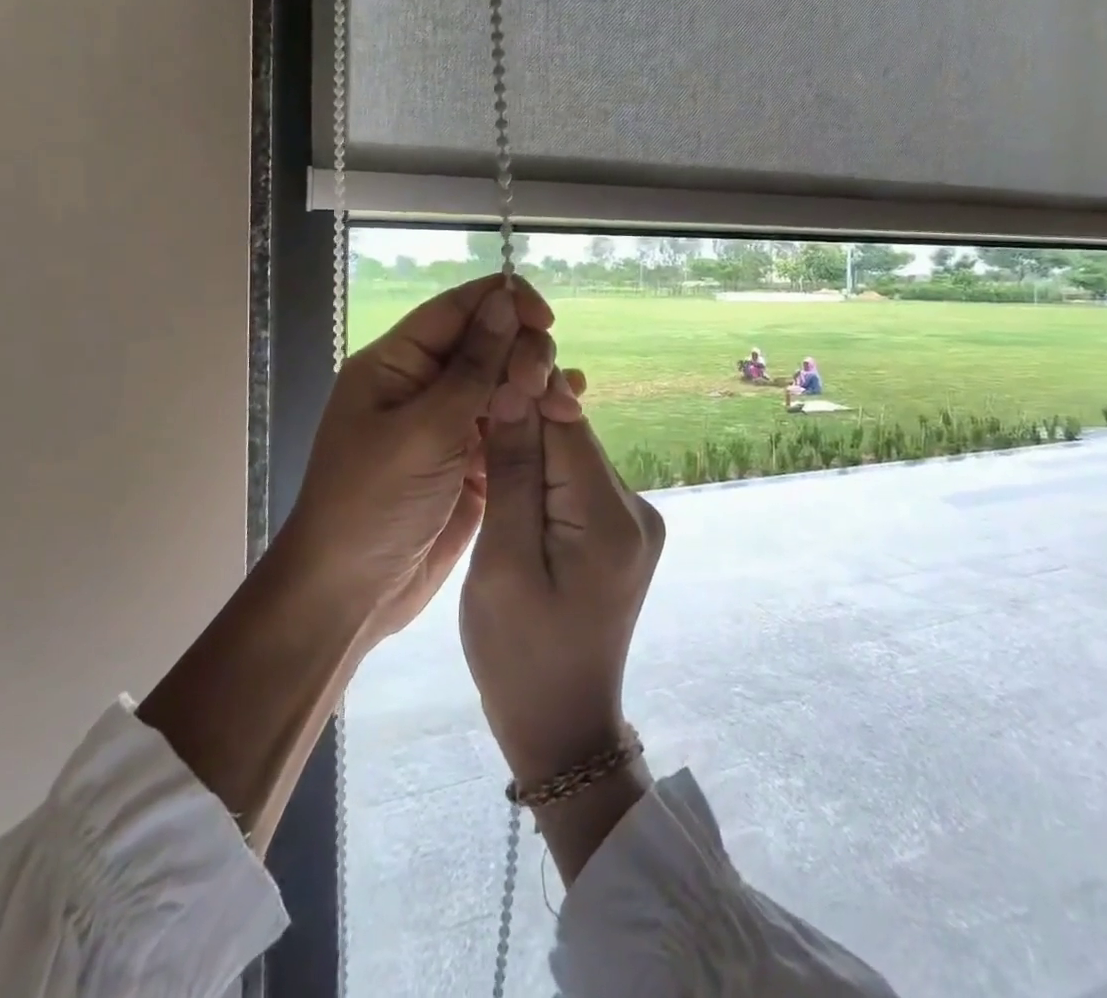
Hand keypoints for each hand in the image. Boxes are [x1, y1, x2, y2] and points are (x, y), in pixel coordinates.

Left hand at [285, 274, 569, 645]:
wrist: (349, 595)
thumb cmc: (373, 504)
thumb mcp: (425, 431)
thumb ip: (473, 366)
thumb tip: (507, 299)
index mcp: (397, 363)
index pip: (459, 308)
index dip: (506, 303)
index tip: (547, 321)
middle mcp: (423, 384)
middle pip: (488, 342)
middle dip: (525, 353)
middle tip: (546, 387)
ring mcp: (448, 422)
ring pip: (503, 382)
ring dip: (536, 386)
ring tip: (566, 404)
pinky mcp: (468, 458)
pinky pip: (508, 424)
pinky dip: (535, 418)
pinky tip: (566, 416)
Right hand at [461, 398, 664, 787]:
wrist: (563, 728)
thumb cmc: (518, 657)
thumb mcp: (501, 565)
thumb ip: (512, 474)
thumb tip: (516, 389)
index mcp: (611, 517)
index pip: (567, 422)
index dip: (524, 391)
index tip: (478, 379)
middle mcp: (637, 508)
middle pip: (572, 437)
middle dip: (523, 424)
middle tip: (469, 429)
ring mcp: (635, 520)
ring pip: (573, 457)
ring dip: (530, 451)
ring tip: (483, 459)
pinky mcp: (623, 532)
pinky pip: (578, 483)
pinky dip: (544, 478)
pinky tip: (512, 491)